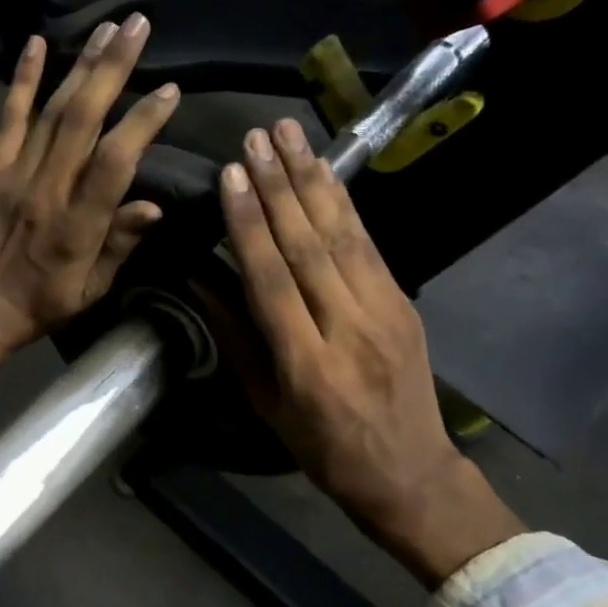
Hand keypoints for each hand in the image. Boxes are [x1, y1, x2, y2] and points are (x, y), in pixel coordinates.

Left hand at [0, 15, 179, 393]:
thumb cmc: (44, 303)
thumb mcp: (92, 289)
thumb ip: (120, 244)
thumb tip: (154, 205)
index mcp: (77, 225)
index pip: (115, 162)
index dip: (142, 123)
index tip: (170, 90)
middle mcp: (47, 190)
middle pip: (82, 119)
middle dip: (113, 69)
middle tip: (138, 27)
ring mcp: (15, 174)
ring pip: (52, 111)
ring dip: (81, 65)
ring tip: (108, 27)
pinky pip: (9, 118)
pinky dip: (23, 80)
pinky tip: (36, 43)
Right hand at [216, 118, 523, 586]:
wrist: (409, 472)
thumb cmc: (322, 448)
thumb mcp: (265, 404)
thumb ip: (234, 336)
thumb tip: (198, 277)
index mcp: (307, 365)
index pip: (272, 280)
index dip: (249, 224)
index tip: (230, 176)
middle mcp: (349, 329)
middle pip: (309, 246)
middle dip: (278, 185)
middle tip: (255, 137)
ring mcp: (385, 311)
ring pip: (343, 235)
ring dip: (313, 179)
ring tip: (288, 134)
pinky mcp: (404, 302)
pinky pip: (369, 244)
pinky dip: (343, 203)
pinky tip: (324, 171)